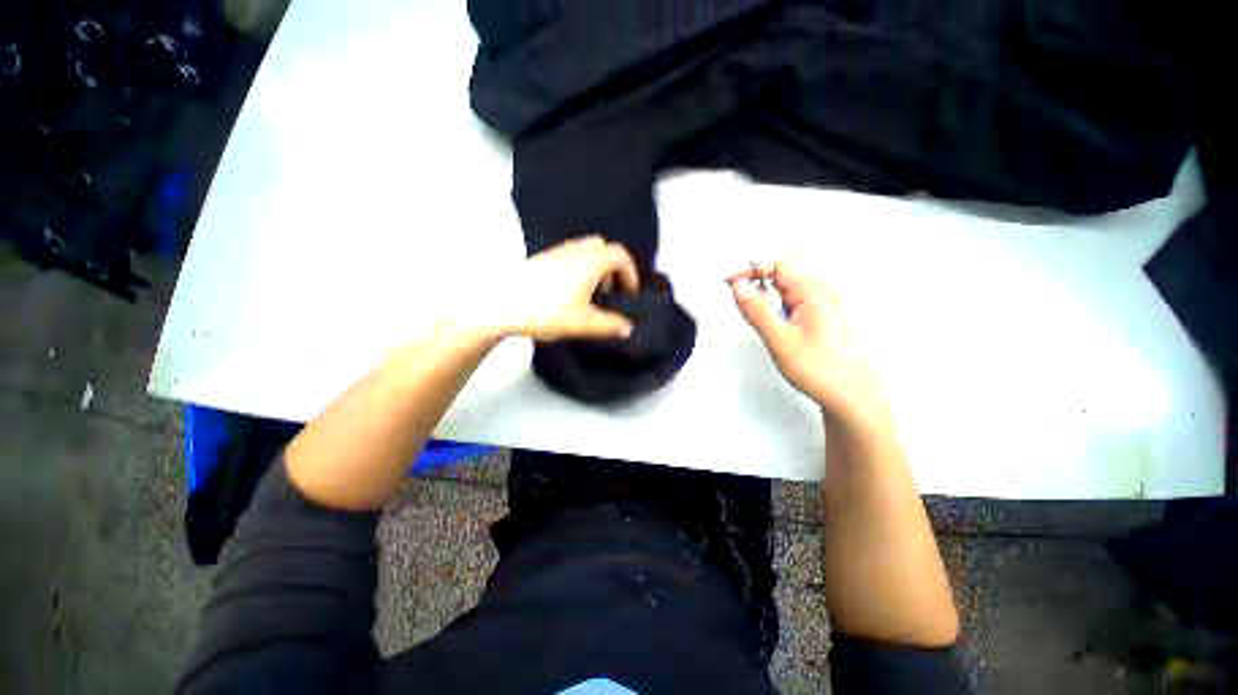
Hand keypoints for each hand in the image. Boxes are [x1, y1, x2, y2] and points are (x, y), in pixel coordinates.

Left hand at [493, 237, 639, 341]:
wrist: (500, 304)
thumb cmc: (546, 311)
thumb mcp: (583, 323)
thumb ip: (609, 325)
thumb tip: (627, 328)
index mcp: (590, 262)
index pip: (620, 255)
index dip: (630, 273)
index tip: (630, 293)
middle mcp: (575, 251)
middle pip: (603, 247)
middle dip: (613, 266)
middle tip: (609, 290)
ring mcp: (556, 252)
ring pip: (584, 249)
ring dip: (595, 266)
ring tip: (589, 292)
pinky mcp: (540, 258)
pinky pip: (569, 254)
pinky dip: (578, 266)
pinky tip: (568, 291)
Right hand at [729, 261, 888, 424]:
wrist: (850, 393)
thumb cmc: (816, 368)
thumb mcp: (779, 340)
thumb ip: (756, 310)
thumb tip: (737, 286)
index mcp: (814, 291)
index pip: (778, 264)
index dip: (751, 269)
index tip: (730, 282)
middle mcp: (822, 290)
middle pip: (786, 266)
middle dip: (759, 273)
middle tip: (740, 290)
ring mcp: (824, 300)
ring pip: (791, 280)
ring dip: (768, 285)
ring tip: (753, 304)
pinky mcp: (822, 312)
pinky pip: (796, 293)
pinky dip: (778, 296)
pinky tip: (772, 314)